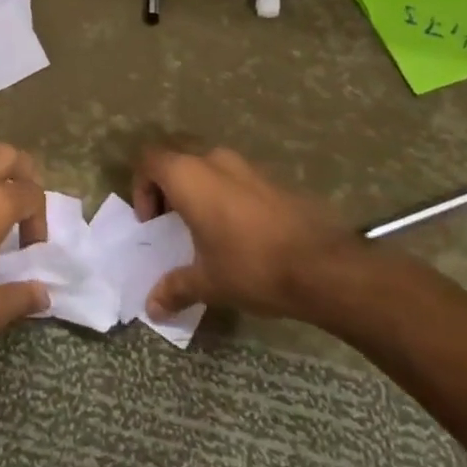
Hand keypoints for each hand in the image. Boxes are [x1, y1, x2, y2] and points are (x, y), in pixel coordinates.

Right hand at [132, 146, 364, 319]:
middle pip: (177, 158)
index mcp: (188, 176)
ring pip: (208, 166)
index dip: (141, 187)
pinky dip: (226, 195)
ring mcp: (247, 166)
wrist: (325, 267)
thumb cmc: (251, 266)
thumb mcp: (208, 282)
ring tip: (206, 227)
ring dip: (198, 189)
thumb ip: (175, 288)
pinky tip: (240, 231)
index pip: (148, 160)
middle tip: (172, 220)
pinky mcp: (273, 178)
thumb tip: (151, 308)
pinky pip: (236, 178)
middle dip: (168, 185)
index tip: (151, 221)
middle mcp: (213, 160)